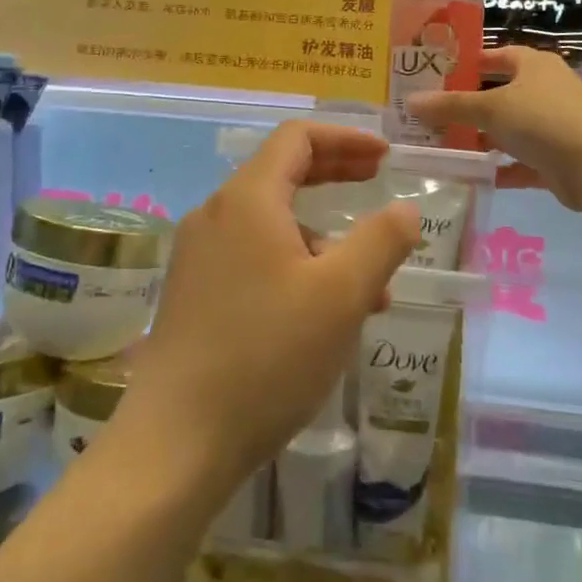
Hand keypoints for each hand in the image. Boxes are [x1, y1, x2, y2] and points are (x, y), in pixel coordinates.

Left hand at [115, 121, 419, 494]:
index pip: (297, 139)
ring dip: (322, 235)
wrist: (176, 442)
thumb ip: (380, 242)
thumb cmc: (267, 356)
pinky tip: (322, 314)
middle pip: (281, 172)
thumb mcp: (341, 296)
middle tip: (377, 181)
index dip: (345, 139)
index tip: (385, 156)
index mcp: (248, 199)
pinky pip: (252, 255)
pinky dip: (293, 264)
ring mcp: (198, 254)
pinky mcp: (193, 292)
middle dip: (335, 174)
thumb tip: (405, 209)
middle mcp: (216, 214)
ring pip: (271, 222)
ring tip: (368, 283)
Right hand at [405, 46, 581, 208]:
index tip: (440, 73)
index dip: (470, 62)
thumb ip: (451, 106)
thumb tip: (410, 102)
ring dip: (483, 138)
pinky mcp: (557, 158)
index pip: (497, 55)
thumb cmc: (542, 120)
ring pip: (510, 129)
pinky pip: (521, 161)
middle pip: (501, 94)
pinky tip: (473, 176)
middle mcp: (546, 89)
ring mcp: (554, 124)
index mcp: (534, 65)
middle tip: (434, 113)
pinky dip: (500, 167)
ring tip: (445, 145)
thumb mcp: (491, 108)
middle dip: (470, 105)